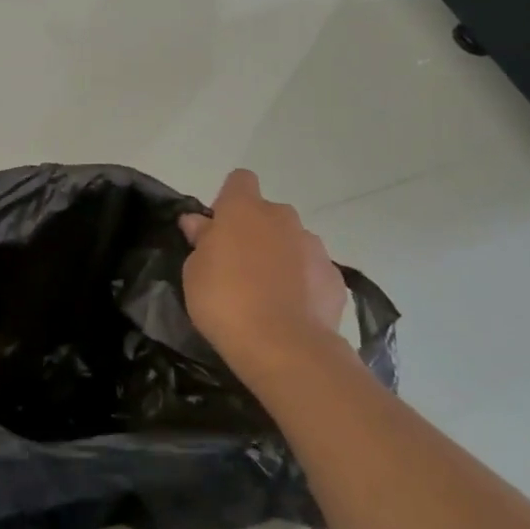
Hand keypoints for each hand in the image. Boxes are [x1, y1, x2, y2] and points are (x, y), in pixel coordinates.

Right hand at [178, 170, 350, 380]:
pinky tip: (290, 310)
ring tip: (266, 293)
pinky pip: (312, 271)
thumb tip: (199, 222)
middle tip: (237, 265)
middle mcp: (283, 218)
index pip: (240, 181)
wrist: (284, 347)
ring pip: (292, 241)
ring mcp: (314, 247)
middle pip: (268, 213)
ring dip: (280, 256)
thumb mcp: (194, 271)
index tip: (217, 228)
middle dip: (255, 231)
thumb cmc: (225, 301)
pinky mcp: (335, 278)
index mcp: (244, 209)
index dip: (228, 200)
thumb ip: (201, 240)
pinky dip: (302, 283)